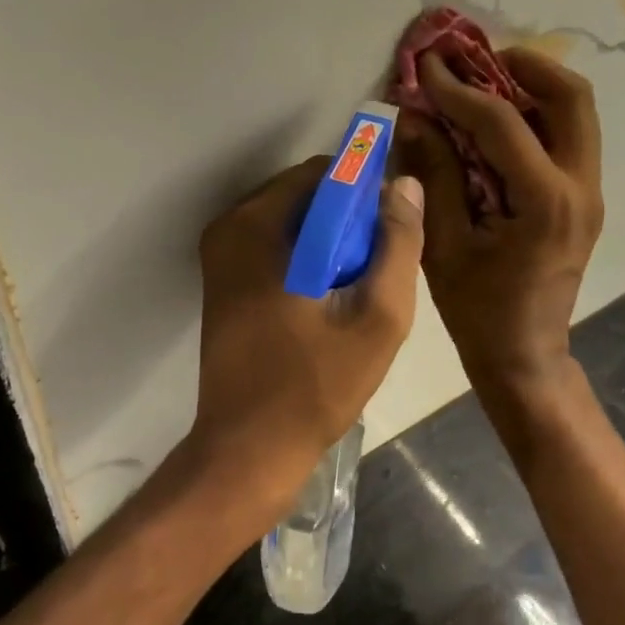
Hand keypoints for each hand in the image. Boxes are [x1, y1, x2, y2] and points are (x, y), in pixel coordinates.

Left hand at [187, 155, 426, 530]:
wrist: (249, 451)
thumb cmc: (314, 385)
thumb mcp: (377, 316)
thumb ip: (398, 244)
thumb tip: (404, 184)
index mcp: (255, 226)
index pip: (323, 173)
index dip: (366, 192)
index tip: (392, 229)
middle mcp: (229, 228)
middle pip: (305, 195)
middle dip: (348, 219)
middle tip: (377, 266)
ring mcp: (220, 256)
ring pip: (293, 221)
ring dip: (330, 240)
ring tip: (358, 288)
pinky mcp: (223, 282)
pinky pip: (276, 246)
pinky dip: (308, 257)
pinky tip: (330, 300)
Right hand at [398, 48, 603, 398]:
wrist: (524, 355)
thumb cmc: (478, 309)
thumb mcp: (444, 243)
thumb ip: (434, 173)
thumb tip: (415, 115)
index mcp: (545, 202)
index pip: (502, 122)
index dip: (458, 89)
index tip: (426, 65)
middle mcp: (581, 187)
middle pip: (571, 96)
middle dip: (521, 66)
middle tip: (474, 61)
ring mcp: (589, 191)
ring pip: (576, 112)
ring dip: (533, 86)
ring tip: (483, 82)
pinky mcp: (583, 197)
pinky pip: (567, 136)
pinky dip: (536, 114)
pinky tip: (495, 121)